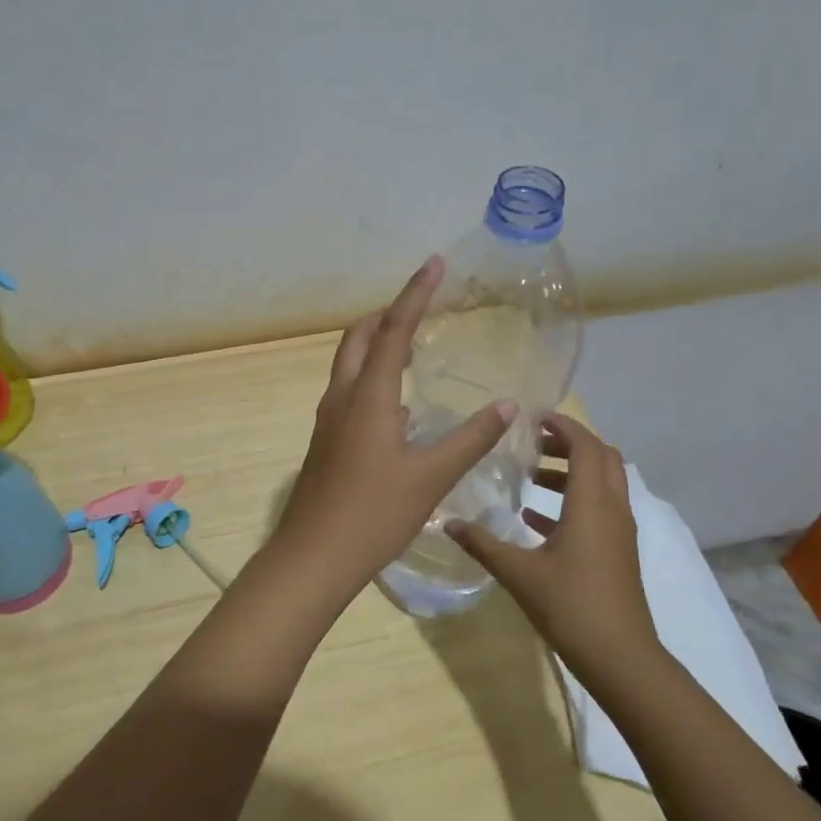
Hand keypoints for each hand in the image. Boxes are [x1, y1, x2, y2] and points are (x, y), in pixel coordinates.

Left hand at [271, 256, 515, 603]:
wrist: (314, 556)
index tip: (434, 264)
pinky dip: (372, 378)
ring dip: (377, 345)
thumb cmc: (374, 514)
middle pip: (359, 338)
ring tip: (414, 348)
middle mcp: (342, 397)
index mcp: (368, 396)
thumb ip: (470, 438)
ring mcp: (329, 419)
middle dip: (387, 315)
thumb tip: (507, 404)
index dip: (415, 294)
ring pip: (349, 364)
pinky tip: (399, 406)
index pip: (393, 330)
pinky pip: (349, 391)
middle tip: (421, 309)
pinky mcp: (326, 440)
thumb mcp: (431, 477)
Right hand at [448, 414, 658, 663]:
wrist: (621, 658)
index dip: (563, 426)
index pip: (586, 446)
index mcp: (591, 503)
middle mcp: (612, 509)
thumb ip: (482, 543)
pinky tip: (535, 520)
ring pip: (602, 483)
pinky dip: (573, 501)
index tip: (532, 418)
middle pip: (602, 457)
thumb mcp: (518, 572)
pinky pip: (599, 510)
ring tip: (529, 478)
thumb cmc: (571, 606)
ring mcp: (619, 532)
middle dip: (569, 444)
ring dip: (570, 472)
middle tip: (532, 443)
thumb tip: (447, 523)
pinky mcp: (618, 552)